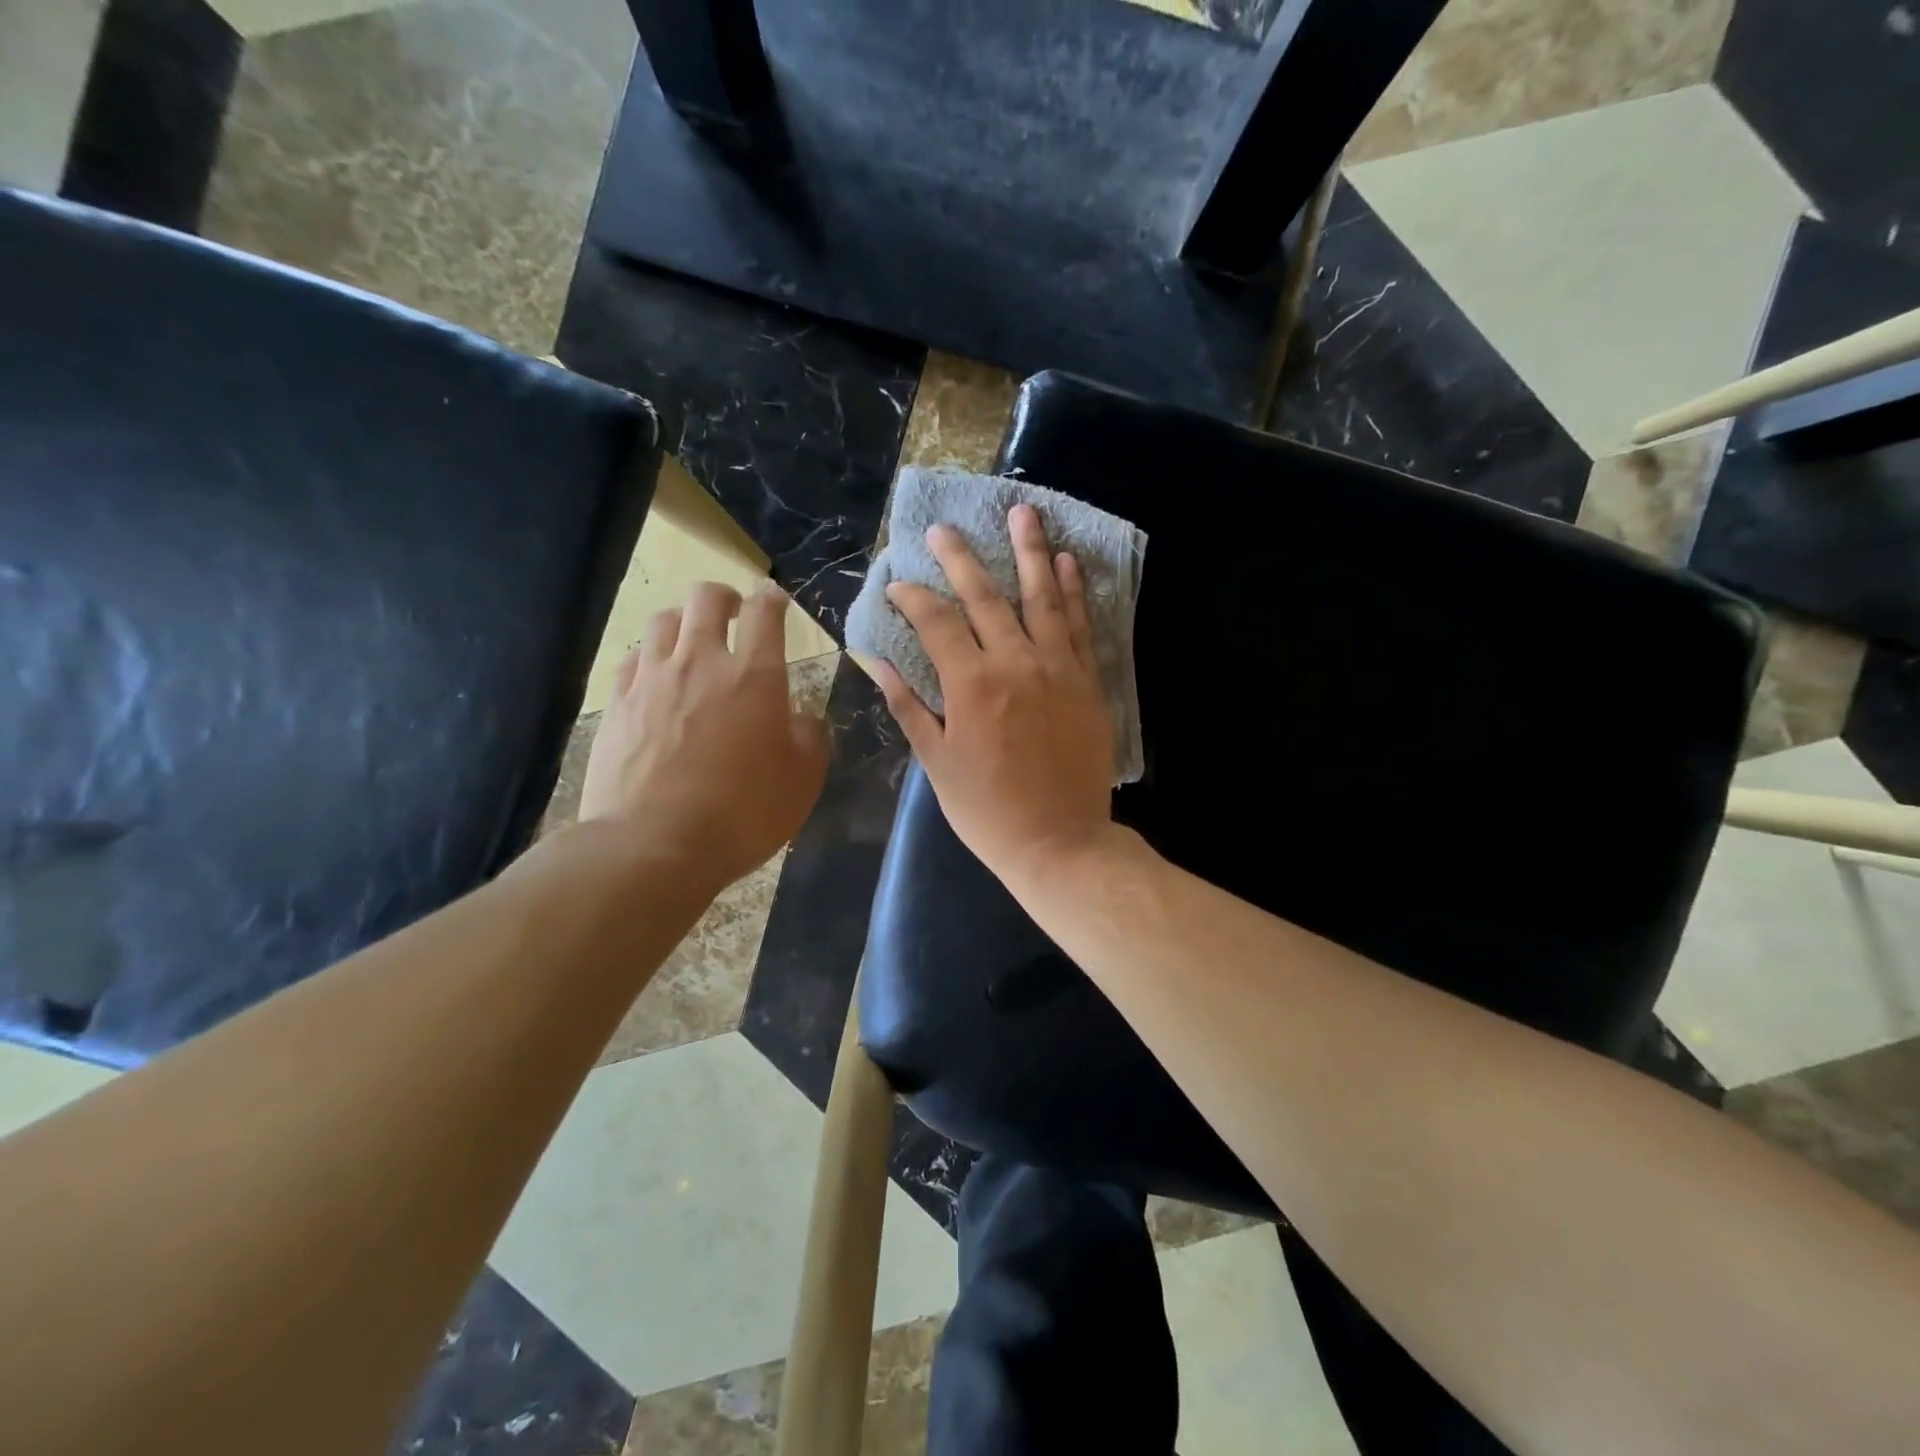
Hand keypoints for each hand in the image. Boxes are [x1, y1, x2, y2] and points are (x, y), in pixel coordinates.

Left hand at [579, 581, 828, 891]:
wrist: (653, 844)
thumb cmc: (742, 813)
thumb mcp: (802, 781)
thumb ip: (809, 738)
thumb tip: (800, 718)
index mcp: (755, 676)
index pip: (765, 614)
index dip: (773, 600)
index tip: (776, 601)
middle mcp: (701, 663)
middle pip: (706, 599)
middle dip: (724, 597)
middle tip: (733, 613)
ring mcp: (652, 679)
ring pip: (663, 620)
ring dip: (683, 622)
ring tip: (691, 642)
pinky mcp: (616, 703)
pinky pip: (633, 659)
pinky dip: (650, 656)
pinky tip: (655, 677)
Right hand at [872, 504, 1115, 888]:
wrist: (1059, 842)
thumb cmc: (987, 810)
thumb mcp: (936, 762)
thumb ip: (908, 706)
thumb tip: (876, 661)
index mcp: (971, 683)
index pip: (935, 621)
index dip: (913, 597)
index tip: (897, 584)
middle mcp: (1015, 662)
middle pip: (986, 596)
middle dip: (961, 558)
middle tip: (945, 528)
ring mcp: (1058, 668)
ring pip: (1042, 598)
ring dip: (1030, 552)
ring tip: (1024, 513)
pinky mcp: (1088, 681)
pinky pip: (1082, 626)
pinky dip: (1075, 592)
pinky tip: (1069, 562)